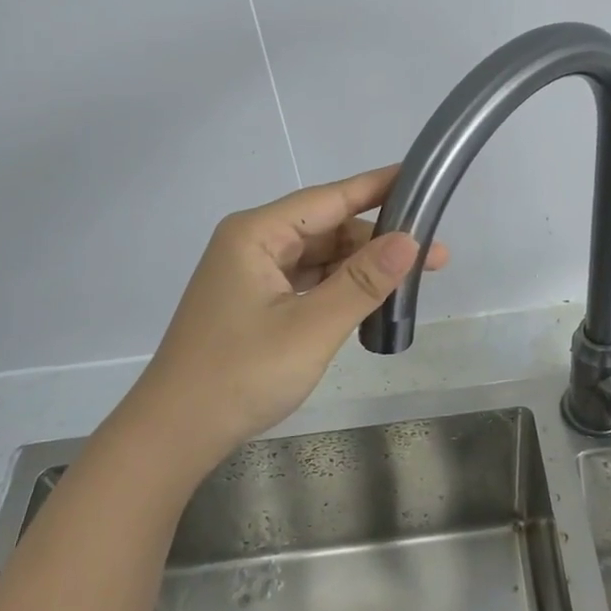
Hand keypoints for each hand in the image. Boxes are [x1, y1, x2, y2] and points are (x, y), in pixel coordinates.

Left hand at [114, 166, 447, 482]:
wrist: (175, 433)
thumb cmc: (241, 375)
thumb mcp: (311, 327)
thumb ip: (363, 282)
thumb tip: (411, 241)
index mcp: (256, 234)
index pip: (329, 198)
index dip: (377, 188)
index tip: (420, 178)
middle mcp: (251, 243)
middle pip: (326, 228)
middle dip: (377, 241)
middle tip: (434, 257)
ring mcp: (250, 274)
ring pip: (318, 257)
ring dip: (360, 268)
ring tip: (409, 282)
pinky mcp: (253, 303)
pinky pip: (306, 281)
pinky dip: (338, 288)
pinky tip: (369, 301)